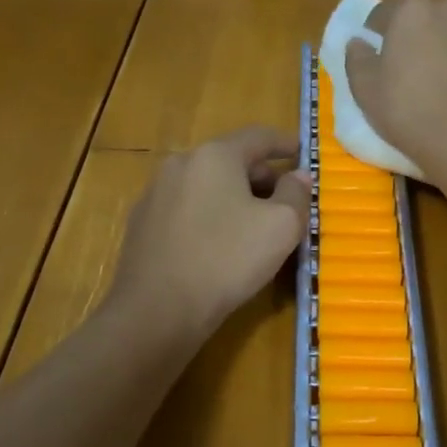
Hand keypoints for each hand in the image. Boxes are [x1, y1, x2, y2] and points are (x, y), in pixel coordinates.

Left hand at [110, 126, 310, 344]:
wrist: (156, 310)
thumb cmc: (226, 259)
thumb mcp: (281, 227)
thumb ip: (296, 195)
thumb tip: (298, 176)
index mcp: (214, 156)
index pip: (258, 136)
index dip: (285, 143)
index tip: (303, 152)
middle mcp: (180, 164)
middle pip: (230, 161)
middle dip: (262, 176)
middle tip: (286, 199)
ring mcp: (156, 194)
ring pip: (207, 186)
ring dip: (236, 198)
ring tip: (256, 225)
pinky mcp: (143, 225)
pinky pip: (188, 210)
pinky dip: (211, 216)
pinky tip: (221, 244)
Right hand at [345, 0, 446, 182]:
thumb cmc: (409, 112)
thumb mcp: (365, 90)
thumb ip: (356, 58)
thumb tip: (358, 41)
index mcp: (413, 10)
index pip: (386, 11)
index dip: (377, 32)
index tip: (376, 55)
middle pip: (429, 18)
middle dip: (419, 37)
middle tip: (412, 71)